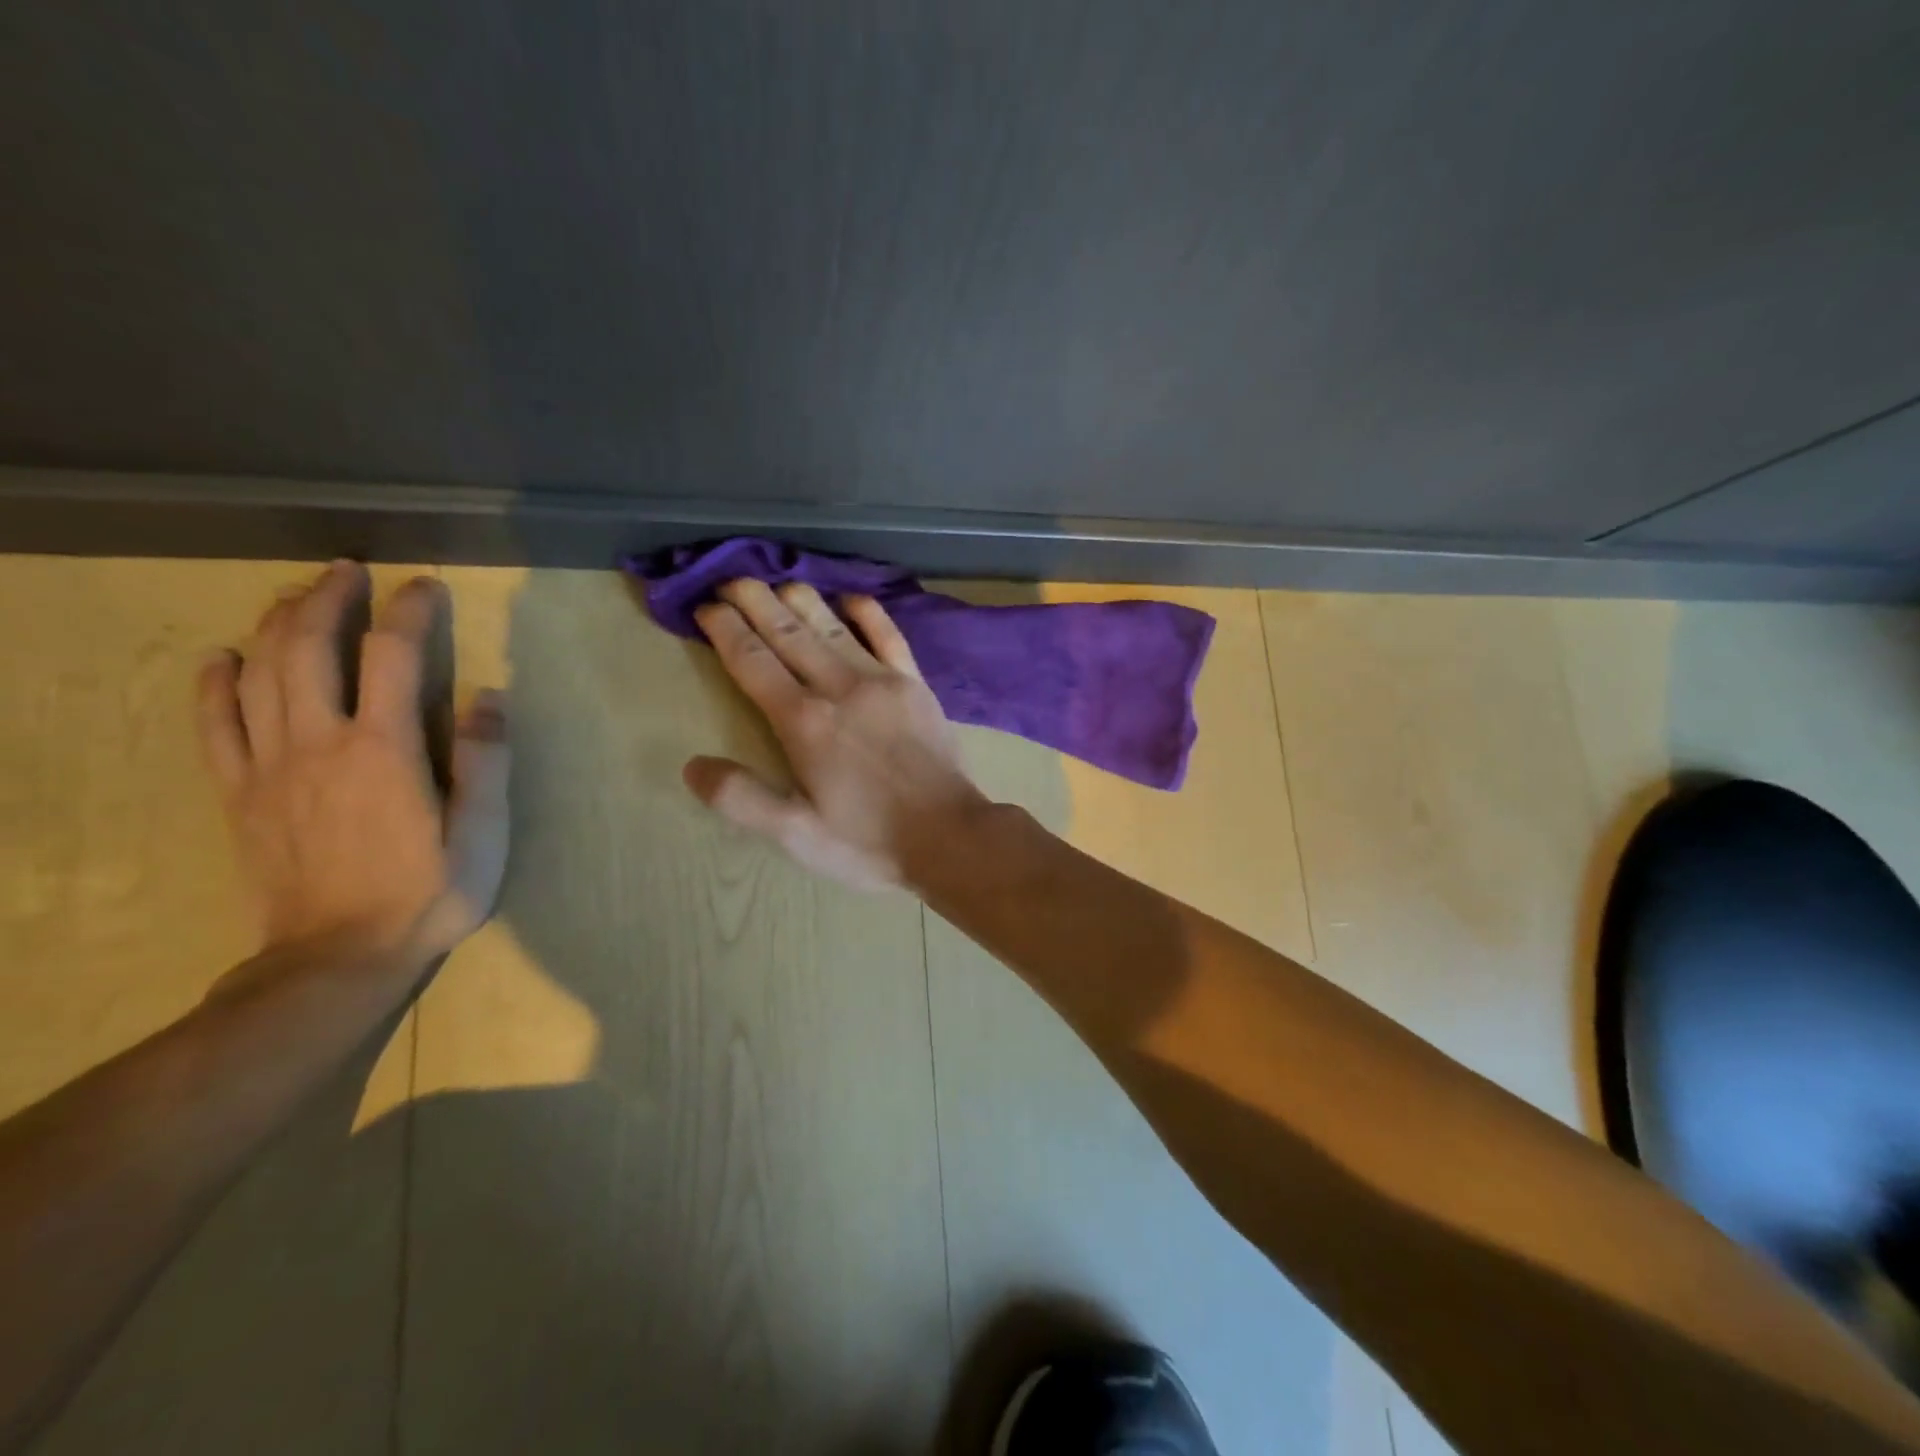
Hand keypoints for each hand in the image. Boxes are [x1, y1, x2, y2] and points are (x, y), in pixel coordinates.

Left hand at [196, 563, 510, 965]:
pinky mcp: (240, 793)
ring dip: (276, 623)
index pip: (393, 655)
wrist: (340, 956)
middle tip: (349, 570)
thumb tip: (488, 696)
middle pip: (310, 648)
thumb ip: (486, 762)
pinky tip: (222, 658)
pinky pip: (214, 726)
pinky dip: (214, 684)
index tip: (425, 586)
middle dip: (329, 598)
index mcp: (384, 749)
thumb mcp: (482, 834)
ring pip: (260, 674)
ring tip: (299, 595)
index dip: (409, 611)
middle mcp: (319, 742)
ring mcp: (270, 767)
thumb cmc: (429, 892)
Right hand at [685, 579, 987, 889]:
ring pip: (832, 625)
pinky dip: (867, 612)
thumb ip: (742, 799)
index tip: (705, 608)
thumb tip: (692, 765)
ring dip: (801, 598)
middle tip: (730, 579)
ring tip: (775, 581)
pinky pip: (889, 635)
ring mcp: (882, 680)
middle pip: (788, 632)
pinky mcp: (915, 683)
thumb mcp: (796, 835)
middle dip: (754, 601)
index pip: (752, 661)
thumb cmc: (868, 842)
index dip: (725, 630)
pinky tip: (851, 598)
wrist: (950, 836)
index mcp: (804, 722)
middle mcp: (839, 688)